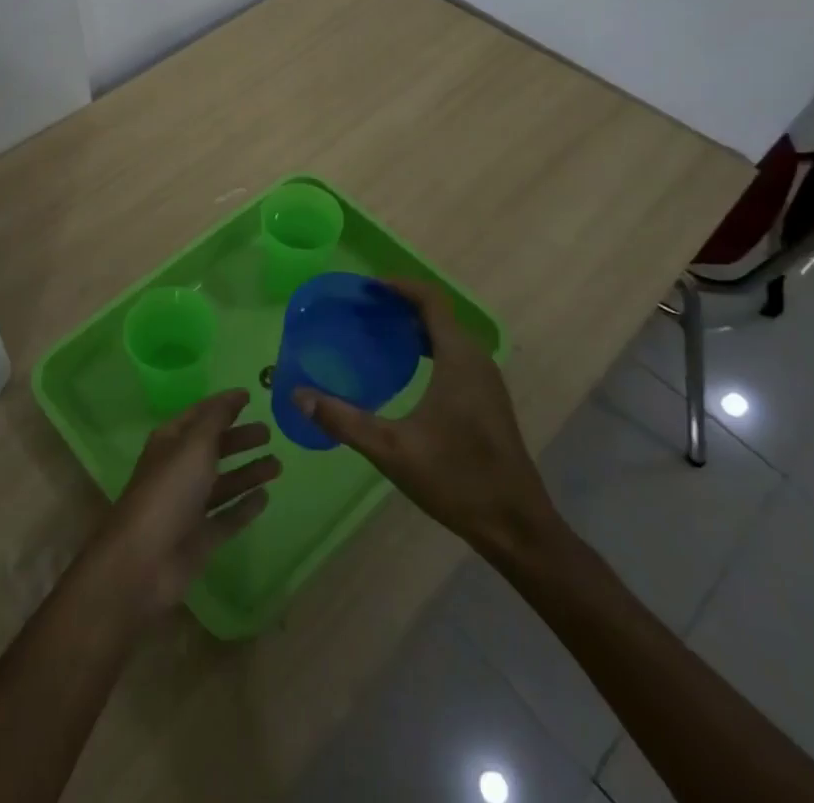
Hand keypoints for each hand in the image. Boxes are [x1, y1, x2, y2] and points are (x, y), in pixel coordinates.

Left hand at [84, 389, 279, 619]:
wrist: (144, 561)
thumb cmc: (169, 491)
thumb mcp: (194, 445)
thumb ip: (216, 419)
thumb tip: (235, 395)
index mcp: (171, 442)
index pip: (200, 415)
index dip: (224, 404)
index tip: (250, 396)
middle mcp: (179, 470)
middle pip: (214, 448)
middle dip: (239, 439)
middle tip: (269, 433)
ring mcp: (189, 506)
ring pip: (224, 483)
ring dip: (248, 472)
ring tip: (278, 464)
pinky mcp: (200, 538)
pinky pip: (228, 517)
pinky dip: (245, 507)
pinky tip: (265, 497)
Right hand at [293, 279, 566, 562]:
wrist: (516, 527)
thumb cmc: (456, 479)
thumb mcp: (391, 450)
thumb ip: (343, 419)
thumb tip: (298, 395)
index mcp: (458, 358)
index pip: (430, 300)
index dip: (398, 286)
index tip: (365, 287)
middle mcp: (476, 360)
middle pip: (437, 315)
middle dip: (400, 306)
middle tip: (361, 312)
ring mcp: (486, 382)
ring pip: (447, 337)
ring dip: (414, 329)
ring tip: (375, 336)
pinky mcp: (487, 401)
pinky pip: (454, 357)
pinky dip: (427, 350)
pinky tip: (404, 373)